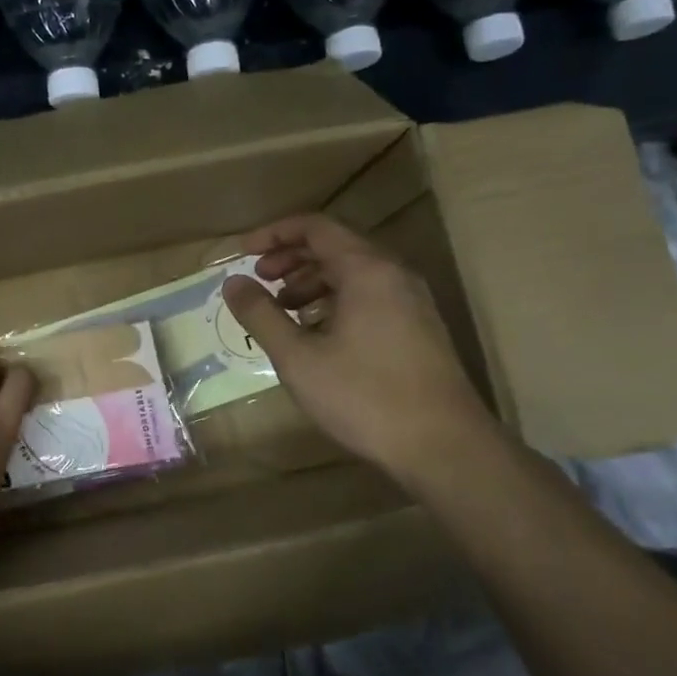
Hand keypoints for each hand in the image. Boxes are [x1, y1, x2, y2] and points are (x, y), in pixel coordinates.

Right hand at [221, 213, 502, 481]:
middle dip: (290, 258)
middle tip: (259, 280)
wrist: (444, 447)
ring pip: (354, 273)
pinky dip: (335, 301)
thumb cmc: (364, 397)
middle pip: (335, 246)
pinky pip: (370, 295)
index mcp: (367, 270)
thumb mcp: (298, 357)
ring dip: (312, 281)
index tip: (242, 254)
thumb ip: (261, 314)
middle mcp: (394, 274)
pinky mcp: (418, 327)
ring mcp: (412, 301)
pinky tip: (317, 334)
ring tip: (283, 310)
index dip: (274, 234)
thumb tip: (232, 282)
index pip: (315, 227)